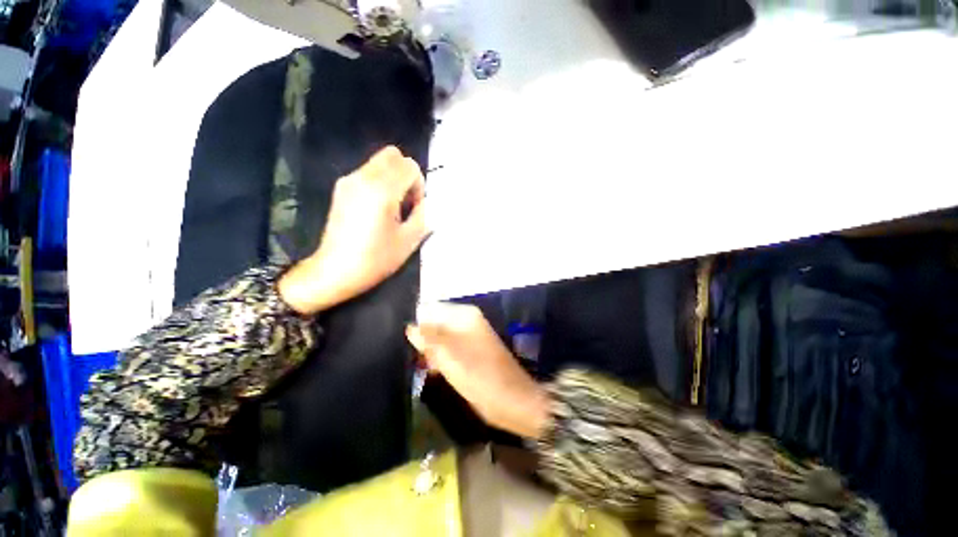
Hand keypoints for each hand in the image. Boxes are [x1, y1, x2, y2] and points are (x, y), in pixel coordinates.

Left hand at [279, 146, 427, 314]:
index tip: (415, 207)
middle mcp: (363, 178)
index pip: (409, 166)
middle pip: (393, 155)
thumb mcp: (409, 241)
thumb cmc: (375, 259)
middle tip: (407, 201)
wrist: (334, 271)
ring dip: (393, 178)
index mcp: (382, 191)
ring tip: (392, 207)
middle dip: (406, 175)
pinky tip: (377, 209)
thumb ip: (424, 216)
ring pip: (379, 162)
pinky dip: (379, 182)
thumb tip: (427, 203)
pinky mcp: (341, 188)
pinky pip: (368, 173)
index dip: (419, 185)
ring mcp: (348, 181)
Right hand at [406, 303, 550, 438]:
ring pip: (441, 338)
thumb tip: (410, 326)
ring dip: (430, 350)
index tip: (404, 340)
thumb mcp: (449, 356)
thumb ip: (428, 339)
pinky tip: (432, 370)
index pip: (432, 309)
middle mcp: (467, 322)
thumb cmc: (479, 375)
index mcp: (465, 316)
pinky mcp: (470, 354)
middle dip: (423, 339)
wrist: (511, 399)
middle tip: (414, 356)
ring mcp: (470, 338)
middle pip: (436, 323)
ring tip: (421, 365)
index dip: (417, 322)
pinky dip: (439, 358)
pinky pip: (448, 350)